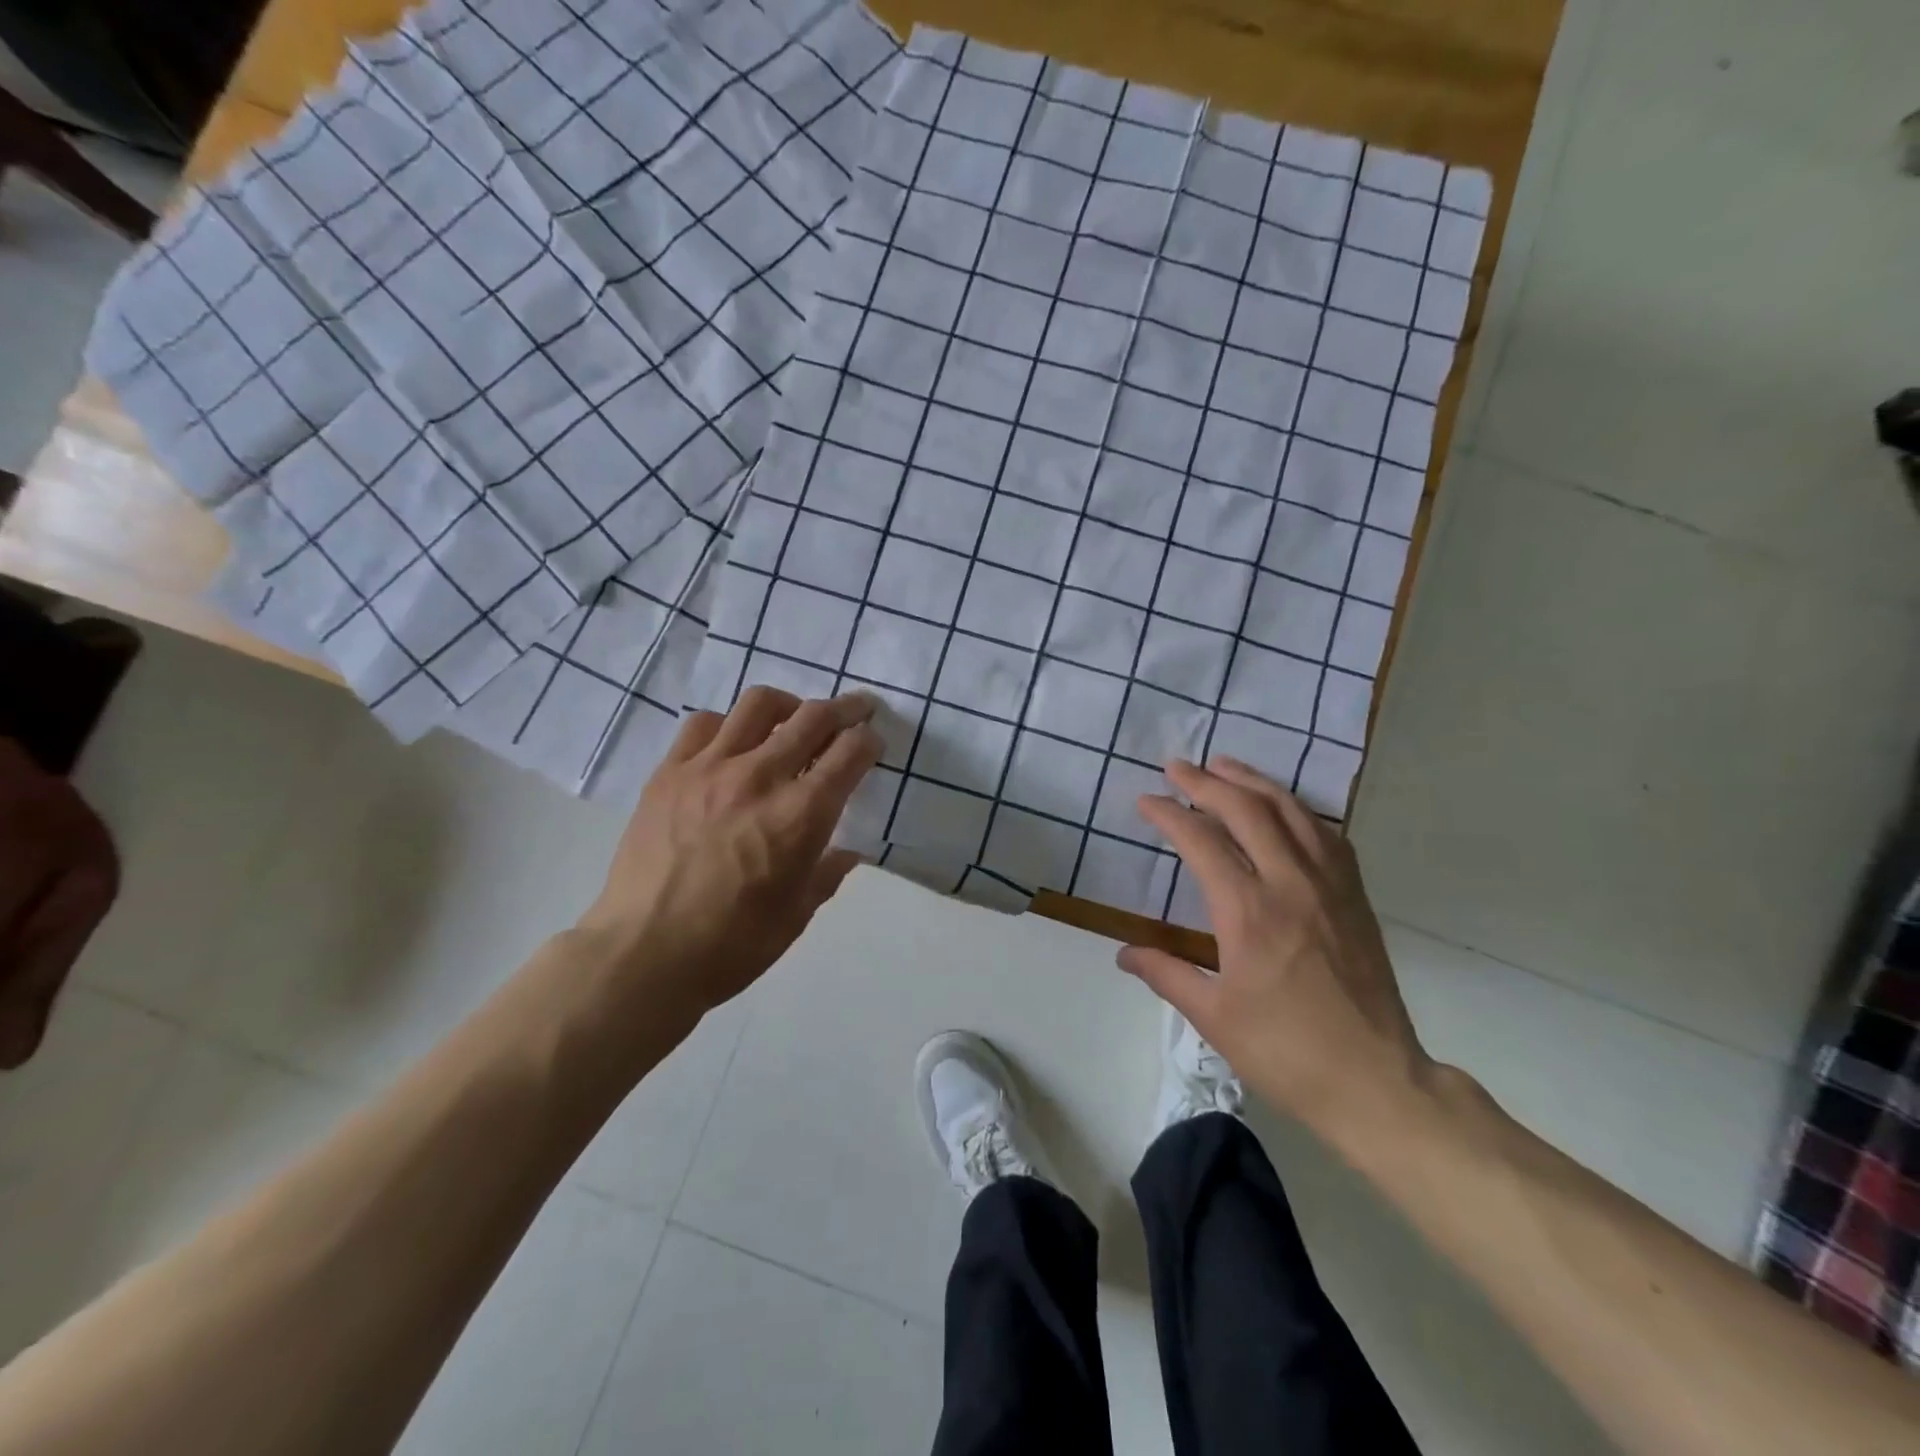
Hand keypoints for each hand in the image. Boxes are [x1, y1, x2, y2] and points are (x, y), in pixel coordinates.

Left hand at [576, 687, 882, 1021]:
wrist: (642, 955)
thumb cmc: (731, 945)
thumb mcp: (796, 915)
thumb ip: (827, 874)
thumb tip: (845, 852)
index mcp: (800, 815)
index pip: (850, 752)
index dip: (869, 741)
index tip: (873, 744)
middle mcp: (760, 777)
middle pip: (813, 717)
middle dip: (845, 708)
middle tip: (855, 710)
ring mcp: (709, 768)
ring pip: (759, 704)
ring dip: (789, 705)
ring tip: (792, 720)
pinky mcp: (669, 772)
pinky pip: (704, 724)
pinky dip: (729, 725)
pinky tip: (732, 745)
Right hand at [1119, 757, 1436, 1145]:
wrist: (1375, 1080)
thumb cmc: (1285, 1051)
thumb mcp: (1213, 1016)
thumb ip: (1166, 974)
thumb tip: (1123, 953)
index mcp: (1249, 912)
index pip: (1202, 841)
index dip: (1169, 814)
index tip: (1145, 801)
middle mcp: (1290, 884)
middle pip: (1247, 810)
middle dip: (1206, 782)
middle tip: (1177, 767)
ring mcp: (1330, 886)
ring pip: (1291, 811)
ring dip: (1253, 782)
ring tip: (1224, 765)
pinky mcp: (1355, 896)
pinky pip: (1326, 834)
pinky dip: (1297, 809)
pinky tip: (1283, 807)